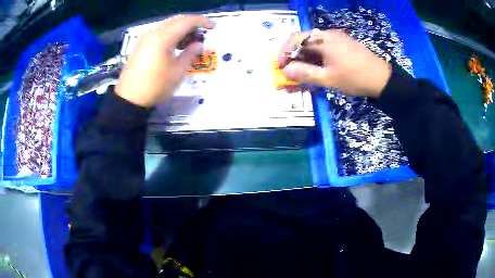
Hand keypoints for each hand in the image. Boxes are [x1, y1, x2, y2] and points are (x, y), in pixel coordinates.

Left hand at [115, 15, 214, 106]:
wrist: (130, 98)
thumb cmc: (155, 86)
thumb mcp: (178, 72)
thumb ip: (190, 54)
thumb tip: (199, 45)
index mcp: (163, 37)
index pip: (187, 21)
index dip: (202, 21)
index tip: (213, 27)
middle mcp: (153, 32)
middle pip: (177, 20)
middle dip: (192, 24)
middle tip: (202, 34)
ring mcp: (145, 37)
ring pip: (168, 25)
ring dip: (181, 29)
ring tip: (190, 41)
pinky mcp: (141, 44)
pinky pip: (159, 32)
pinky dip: (171, 34)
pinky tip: (176, 45)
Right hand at [278, 29, 391, 97]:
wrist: (382, 79)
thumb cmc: (355, 78)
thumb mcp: (328, 79)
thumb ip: (305, 74)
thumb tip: (286, 71)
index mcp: (322, 39)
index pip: (295, 39)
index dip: (284, 53)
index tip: (280, 68)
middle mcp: (327, 35)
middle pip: (303, 44)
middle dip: (294, 61)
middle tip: (289, 77)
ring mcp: (336, 40)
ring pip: (313, 49)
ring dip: (305, 63)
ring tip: (301, 80)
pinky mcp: (342, 47)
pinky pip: (324, 52)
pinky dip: (316, 62)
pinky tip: (315, 74)